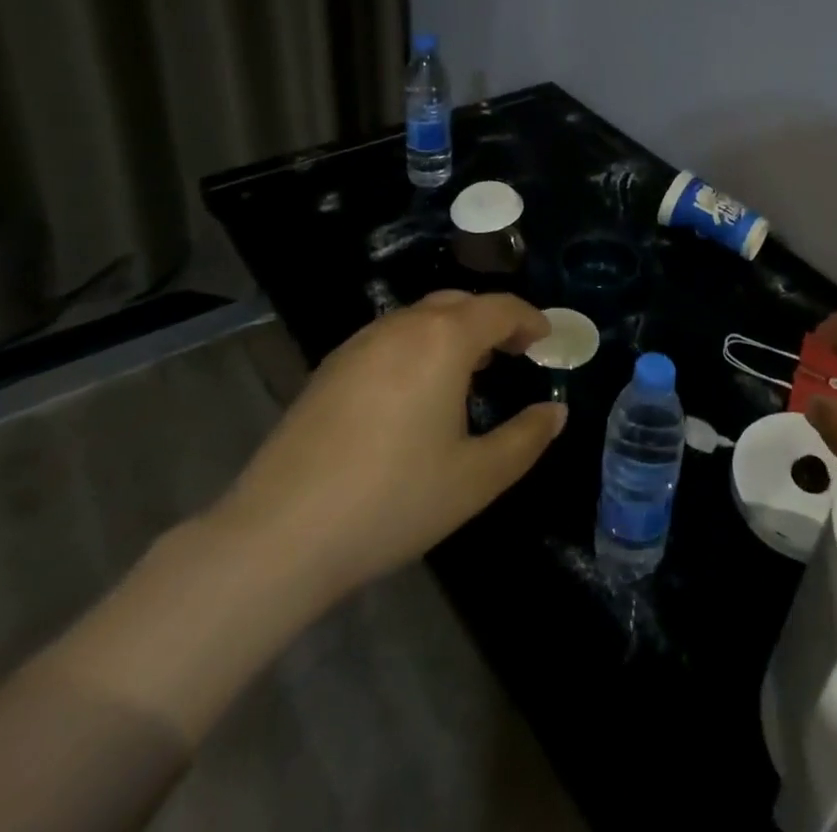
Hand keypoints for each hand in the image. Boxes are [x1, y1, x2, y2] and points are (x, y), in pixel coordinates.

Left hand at [211, 291, 564, 607]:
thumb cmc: (394, 500)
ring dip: (453, 330)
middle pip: (458, 303)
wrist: (281, 533)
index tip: (545, 339)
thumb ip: (525, 439)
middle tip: (513, 351)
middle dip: (492, 320)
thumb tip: (555, 412)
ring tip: (469, 370)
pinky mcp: (330, 367)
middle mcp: (402, 327)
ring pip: (420, 317)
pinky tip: (415, 390)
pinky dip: (418, 345)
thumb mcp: (476, 478)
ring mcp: (359, 344)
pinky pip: (389, 337)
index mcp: (443, 340)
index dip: (529, 319)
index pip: (499, 308)